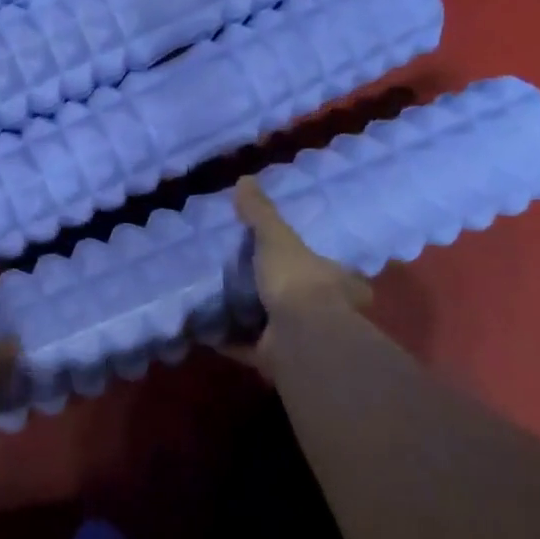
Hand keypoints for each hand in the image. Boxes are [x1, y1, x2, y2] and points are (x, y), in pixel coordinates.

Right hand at [233, 177, 372, 376]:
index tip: (298, 259)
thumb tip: (245, 179)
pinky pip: (247, 346)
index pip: (334, 271)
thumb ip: (260, 213)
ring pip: (275, 325)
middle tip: (249, 278)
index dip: (320, 265)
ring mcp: (301, 338)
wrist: (299, 336)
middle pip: (304, 300)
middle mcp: (324, 311)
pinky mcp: (276, 359)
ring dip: (251, 317)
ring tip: (220, 301)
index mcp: (334, 280)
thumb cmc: (297, 279)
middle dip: (281, 293)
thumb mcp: (276, 237)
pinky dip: (228, 339)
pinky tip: (205, 329)